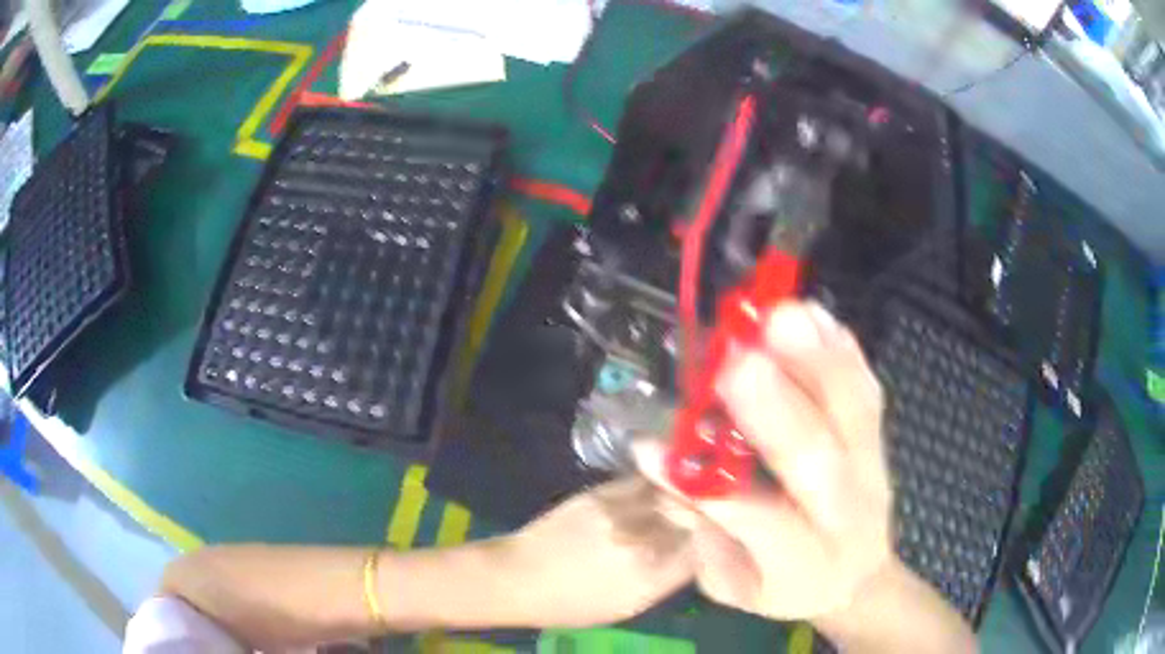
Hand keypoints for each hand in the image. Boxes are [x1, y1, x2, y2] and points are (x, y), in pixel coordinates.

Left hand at [487, 477, 694, 626]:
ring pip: (672, 495)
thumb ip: (665, 579)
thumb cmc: (572, 604)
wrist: (520, 577)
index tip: (711, 539)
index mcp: (650, 579)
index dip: (710, 543)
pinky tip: (661, 484)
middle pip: (692, 520)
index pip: (701, 552)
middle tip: (705, 514)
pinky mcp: (602, 493)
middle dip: (701, 516)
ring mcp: (622, 515)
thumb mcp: (627, 606)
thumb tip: (691, 553)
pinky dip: (657, 484)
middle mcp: (642, 544)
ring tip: (688, 494)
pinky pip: (644, 483)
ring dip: (683, 495)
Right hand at [637, 301, 891, 620]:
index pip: (758, 523)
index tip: (653, 446)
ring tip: (782, 315)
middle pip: (819, 461)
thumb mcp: (734, 584)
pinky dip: (843, 352)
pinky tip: (816, 316)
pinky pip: (868, 392)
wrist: (858, 577)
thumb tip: (663, 462)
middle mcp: (846, 514)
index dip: (708, 486)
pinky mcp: (880, 439)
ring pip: (853, 413)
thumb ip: (703, 530)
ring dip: (819, 361)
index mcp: (803, 562)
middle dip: (779, 409)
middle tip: (739, 360)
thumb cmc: (786, 588)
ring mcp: (872, 470)